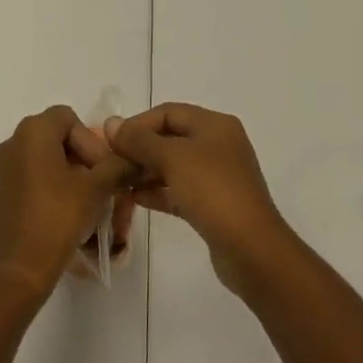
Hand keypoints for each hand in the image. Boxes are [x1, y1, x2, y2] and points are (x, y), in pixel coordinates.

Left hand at [0, 106, 132, 297]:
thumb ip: (117, 167)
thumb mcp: (96, 189)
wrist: (18, 270)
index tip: (102, 171)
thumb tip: (132, 159)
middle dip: (83, 158)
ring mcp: (3, 168)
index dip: (90, 141)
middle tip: (100, 185)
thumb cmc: (57, 219)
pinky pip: (31, 177)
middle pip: (56, 137)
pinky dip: (51, 187)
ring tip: (87, 202)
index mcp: (33, 132)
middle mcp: (13, 142)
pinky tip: (65, 213)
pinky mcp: (0, 192)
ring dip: (69, 174)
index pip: (69, 119)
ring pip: (45, 159)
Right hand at [107, 103, 295, 297]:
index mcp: (214, 125)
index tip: (111, 142)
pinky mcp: (214, 205)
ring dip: (146, 171)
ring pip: (174, 166)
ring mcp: (218, 176)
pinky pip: (180, 190)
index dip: (138, 124)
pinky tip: (135, 198)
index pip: (168, 112)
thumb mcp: (172, 158)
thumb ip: (140, 140)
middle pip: (171, 138)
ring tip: (118, 182)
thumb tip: (111, 123)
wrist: (251, 249)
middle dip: (140, 149)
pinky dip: (158, 191)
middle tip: (111, 164)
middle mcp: (218, 145)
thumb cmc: (212, 191)